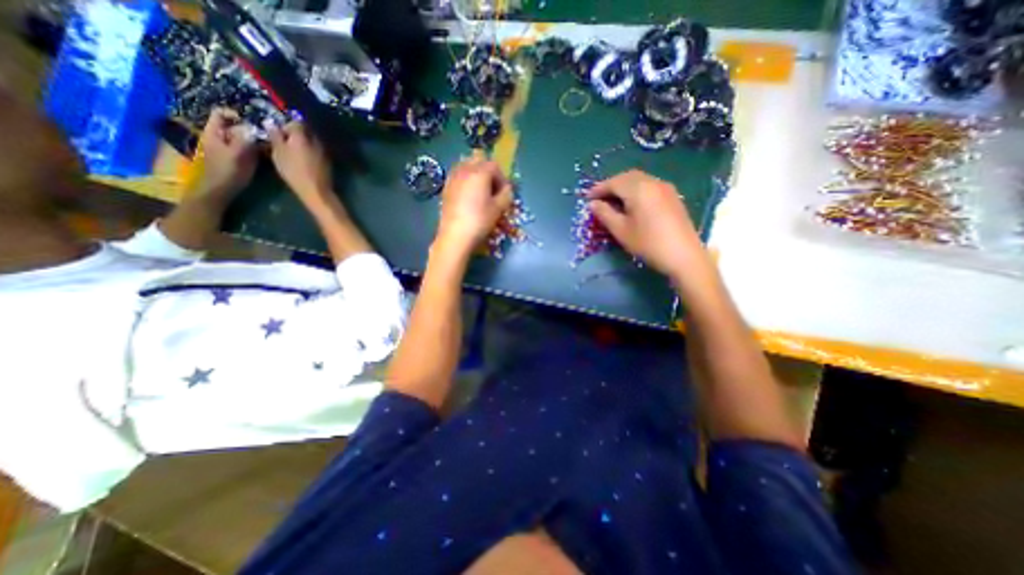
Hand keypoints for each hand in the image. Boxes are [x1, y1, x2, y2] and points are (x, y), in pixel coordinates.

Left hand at [195, 107, 260, 203]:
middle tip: (266, 136)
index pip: (221, 113)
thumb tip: (254, 127)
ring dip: (255, 140)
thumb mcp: (238, 153)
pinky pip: (246, 147)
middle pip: (235, 126)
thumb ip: (245, 139)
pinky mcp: (235, 157)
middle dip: (250, 129)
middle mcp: (220, 136)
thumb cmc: (227, 171)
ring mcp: (227, 147)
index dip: (236, 114)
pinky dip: (255, 148)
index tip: (252, 123)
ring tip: (268, 145)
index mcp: (214, 132)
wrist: (221, 189)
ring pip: (242, 137)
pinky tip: (264, 154)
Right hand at [268, 118, 330, 200]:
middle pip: (306, 132)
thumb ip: (275, 137)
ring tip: (295, 153)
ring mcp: (324, 152)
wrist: (316, 190)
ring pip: (312, 142)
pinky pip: (318, 152)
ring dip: (305, 144)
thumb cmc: (293, 171)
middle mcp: (315, 141)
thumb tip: (271, 124)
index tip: (280, 134)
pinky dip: (311, 153)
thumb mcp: (278, 153)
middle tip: (286, 143)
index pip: (296, 122)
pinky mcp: (328, 162)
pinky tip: (306, 161)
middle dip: (296, 135)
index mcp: (302, 136)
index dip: (287, 126)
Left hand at [433, 156, 512, 254]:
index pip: (495, 166)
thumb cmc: (480, 220)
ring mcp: (453, 178)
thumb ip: (507, 194)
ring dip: (475, 174)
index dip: (502, 178)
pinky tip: (468, 196)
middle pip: (478, 159)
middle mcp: (465, 170)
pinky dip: (465, 180)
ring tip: (480, 191)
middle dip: (487, 171)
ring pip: (465, 165)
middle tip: (492, 188)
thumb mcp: (499, 208)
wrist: (455, 235)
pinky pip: (457, 176)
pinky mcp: (445, 188)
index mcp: (480, 172)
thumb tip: (507, 189)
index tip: (504, 193)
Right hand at [588, 168, 708, 276]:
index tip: (587, 198)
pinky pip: (649, 186)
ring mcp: (665, 188)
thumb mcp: (621, 230)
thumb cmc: (648, 243)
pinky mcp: (672, 196)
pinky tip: (632, 203)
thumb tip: (593, 204)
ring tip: (613, 201)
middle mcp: (652, 182)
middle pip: (627, 177)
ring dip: (624, 186)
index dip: (598, 189)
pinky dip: (636, 190)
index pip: (613, 182)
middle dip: (611, 185)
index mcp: (638, 189)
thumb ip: (605, 214)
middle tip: (599, 198)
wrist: (684, 255)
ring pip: (639, 180)